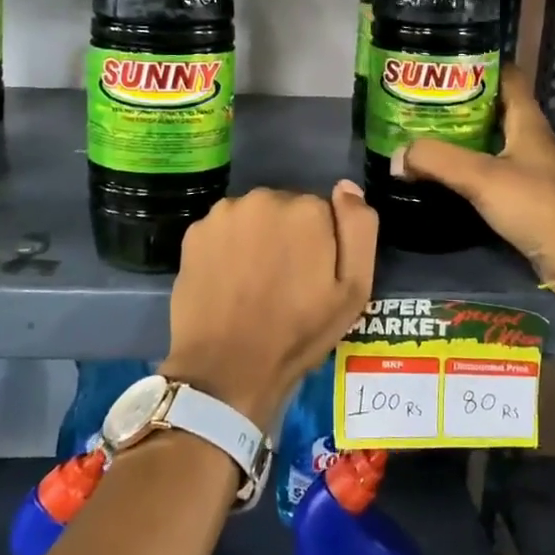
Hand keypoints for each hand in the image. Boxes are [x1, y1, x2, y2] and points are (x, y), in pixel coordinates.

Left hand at [161, 181, 377, 425]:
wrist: (225, 368)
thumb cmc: (297, 333)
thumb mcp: (353, 290)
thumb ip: (359, 229)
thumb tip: (347, 187)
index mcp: (307, 209)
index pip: (323, 212)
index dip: (321, 245)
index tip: (312, 277)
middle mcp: (265, 198)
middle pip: (286, 209)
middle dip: (288, 236)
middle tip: (284, 282)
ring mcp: (225, 213)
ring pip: (253, 218)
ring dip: (257, 238)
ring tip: (253, 283)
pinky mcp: (195, 231)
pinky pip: (223, 231)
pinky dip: (228, 247)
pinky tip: (228, 280)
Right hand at [394, 65, 554, 292]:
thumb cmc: (534, 204)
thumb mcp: (480, 177)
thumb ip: (436, 160)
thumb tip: (397, 155)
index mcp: (528, 121)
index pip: (507, 77)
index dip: (479, 65)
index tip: (444, 64)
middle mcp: (532, 138)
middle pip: (496, 107)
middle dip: (462, 101)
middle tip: (424, 101)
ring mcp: (532, 167)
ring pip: (494, 139)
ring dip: (464, 135)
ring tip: (427, 133)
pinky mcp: (528, 194)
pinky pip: (494, 167)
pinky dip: (471, 164)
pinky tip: (448, 172)